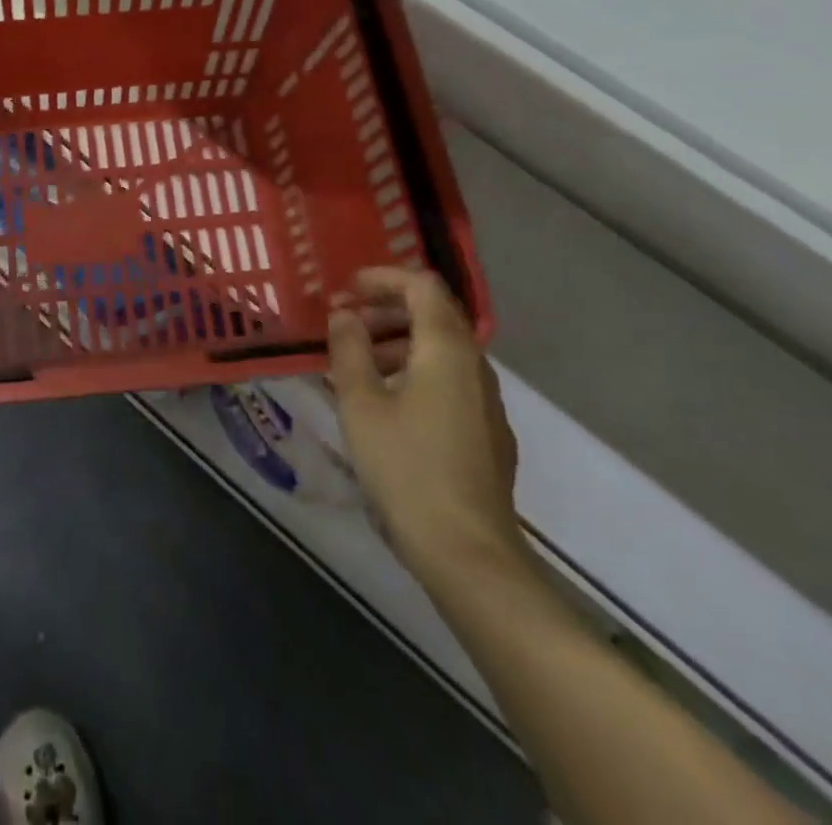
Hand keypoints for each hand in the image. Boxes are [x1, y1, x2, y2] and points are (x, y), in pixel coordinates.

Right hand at [327, 267, 523, 582]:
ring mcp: (486, 402)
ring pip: (442, 350)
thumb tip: (344, 315)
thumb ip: (349, 349)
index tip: (347, 288)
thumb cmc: (406, 466)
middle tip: (346, 323)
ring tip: (357, 362)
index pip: (422, 286)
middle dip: (388, 309)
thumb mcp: (360, 402)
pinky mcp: (487, 432)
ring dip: (399, 341)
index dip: (383, 278)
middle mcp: (475, 366)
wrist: (467, 552)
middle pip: (435, 315)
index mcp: (447, 349)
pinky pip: (449, 380)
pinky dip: (415, 370)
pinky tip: (385, 401)